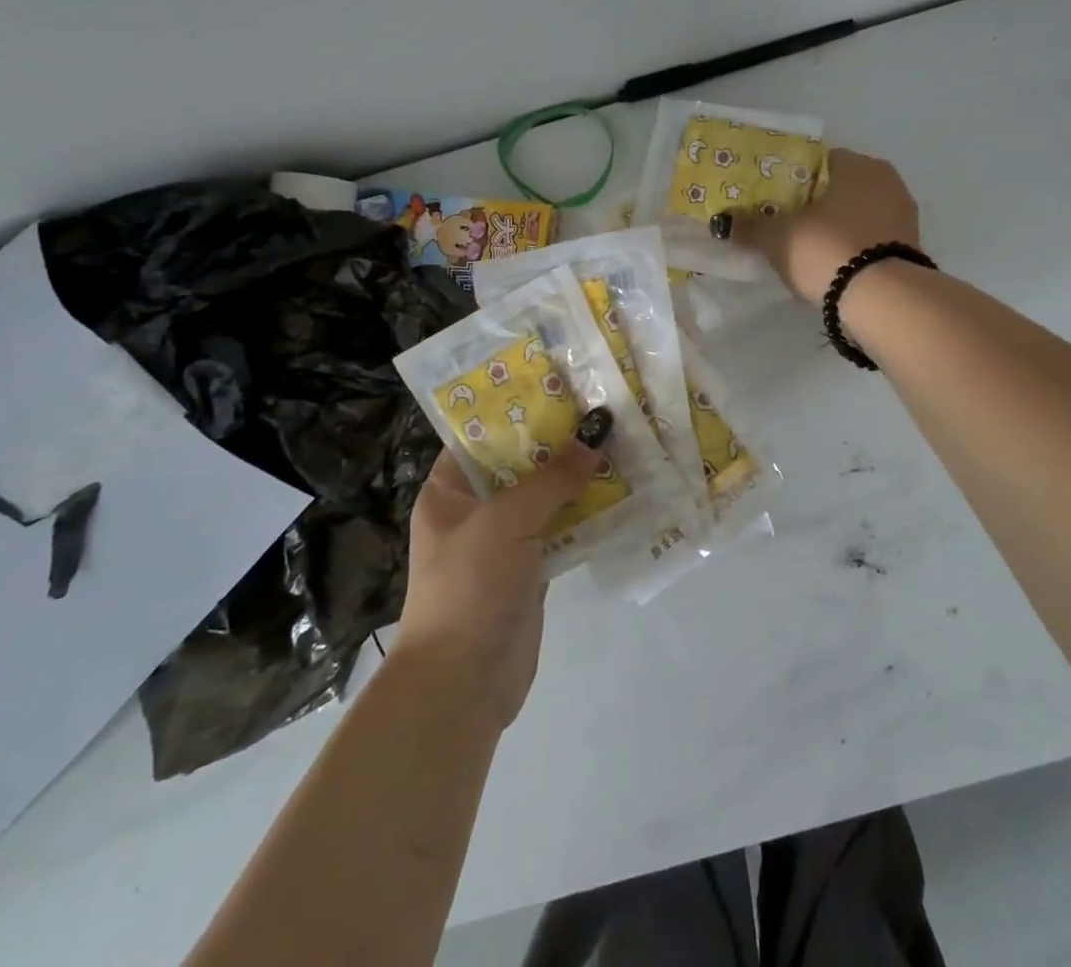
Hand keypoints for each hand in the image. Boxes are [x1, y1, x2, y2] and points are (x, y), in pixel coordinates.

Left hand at [390, 411, 608, 733]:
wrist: (463, 685)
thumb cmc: (469, 586)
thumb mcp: (506, 521)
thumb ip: (553, 478)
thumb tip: (596, 433)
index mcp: (449, 491)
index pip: (480, 436)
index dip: (517, 410)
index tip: (559, 385)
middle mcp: (474, 510)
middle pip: (520, 465)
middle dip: (558, 442)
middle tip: (602, 408)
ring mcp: (504, 542)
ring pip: (545, 498)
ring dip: (578, 478)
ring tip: (620, 441)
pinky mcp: (532, 570)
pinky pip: (562, 530)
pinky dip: (587, 514)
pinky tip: (621, 492)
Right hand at [715, 148, 920, 305]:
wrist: (883, 301)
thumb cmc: (828, 250)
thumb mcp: (778, 238)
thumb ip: (750, 226)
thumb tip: (723, 221)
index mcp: (858, 165)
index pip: (818, 162)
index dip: (791, 179)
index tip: (772, 199)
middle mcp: (887, 181)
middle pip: (839, 188)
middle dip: (813, 205)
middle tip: (784, 224)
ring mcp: (904, 216)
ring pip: (857, 215)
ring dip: (834, 228)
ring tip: (805, 249)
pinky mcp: (910, 250)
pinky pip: (871, 240)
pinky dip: (852, 248)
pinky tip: (832, 266)